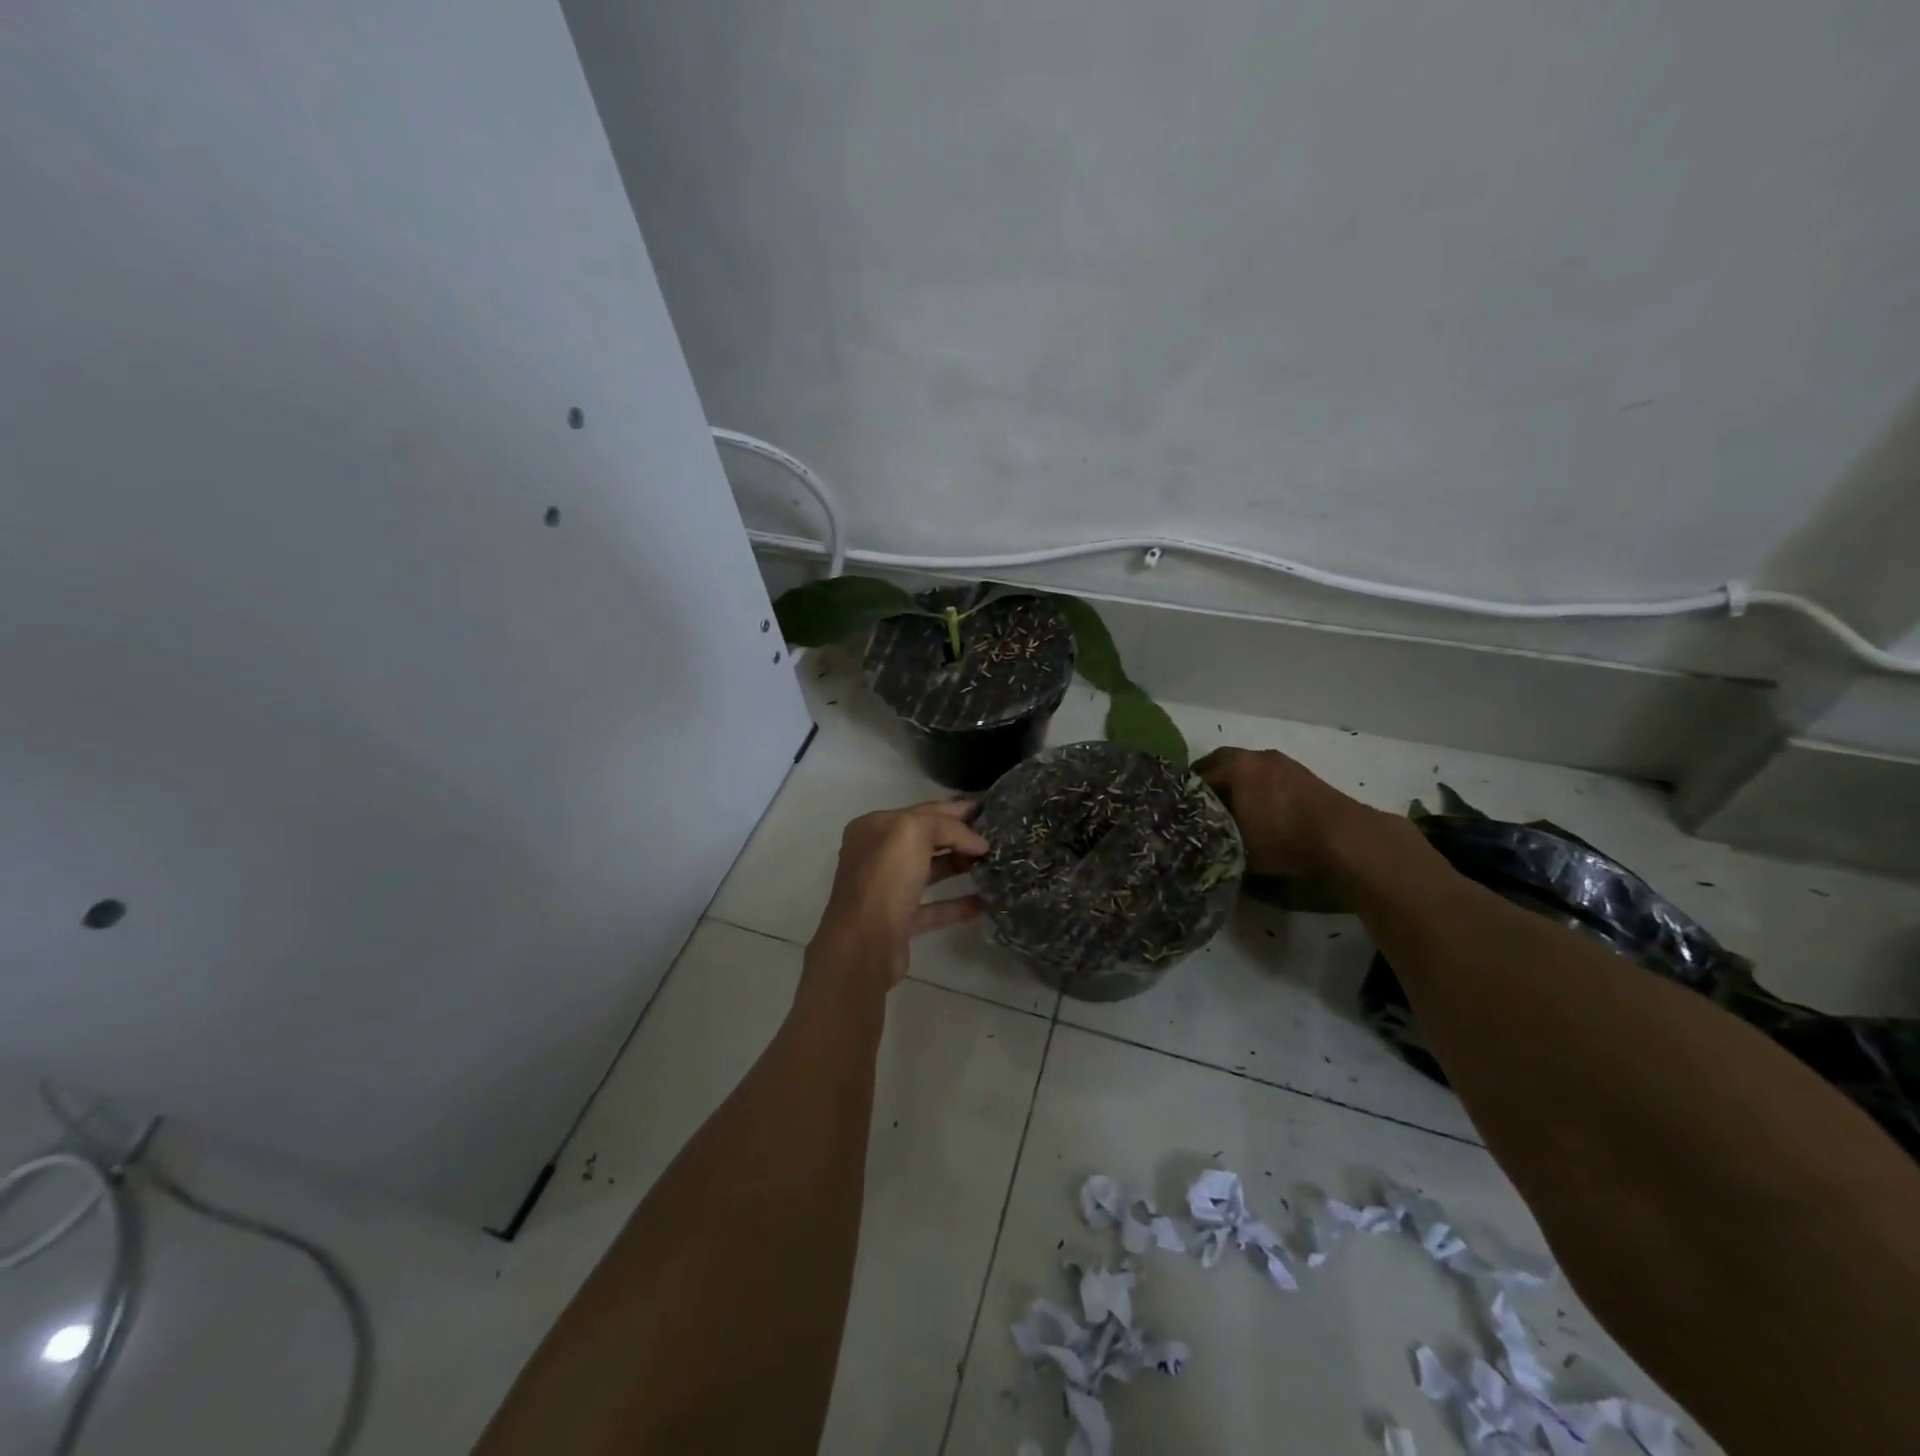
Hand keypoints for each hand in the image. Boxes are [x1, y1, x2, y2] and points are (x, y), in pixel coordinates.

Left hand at [810, 799, 989, 987]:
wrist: (864, 944)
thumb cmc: (885, 877)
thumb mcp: (914, 832)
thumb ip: (947, 827)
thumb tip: (977, 842)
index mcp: (874, 828)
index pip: (921, 811)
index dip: (954, 810)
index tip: (987, 811)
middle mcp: (877, 855)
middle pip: (925, 840)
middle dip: (959, 837)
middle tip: (995, 837)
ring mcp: (887, 890)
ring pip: (929, 871)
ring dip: (959, 866)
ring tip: (993, 864)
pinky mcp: (899, 922)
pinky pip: (934, 907)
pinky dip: (958, 904)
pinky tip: (984, 902)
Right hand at [1195, 747, 1369, 876]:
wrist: (1343, 837)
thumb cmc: (1282, 837)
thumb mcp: (1237, 846)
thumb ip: (1212, 837)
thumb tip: (1198, 838)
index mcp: (1235, 766)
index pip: (1196, 775)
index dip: (1185, 794)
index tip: (1179, 811)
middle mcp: (1255, 756)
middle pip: (1221, 763)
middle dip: (1209, 782)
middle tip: (1200, 805)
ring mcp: (1282, 763)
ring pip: (1246, 768)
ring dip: (1236, 783)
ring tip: (1230, 809)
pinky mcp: (1302, 775)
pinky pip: (1267, 776)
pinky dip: (1257, 788)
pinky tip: (1260, 809)